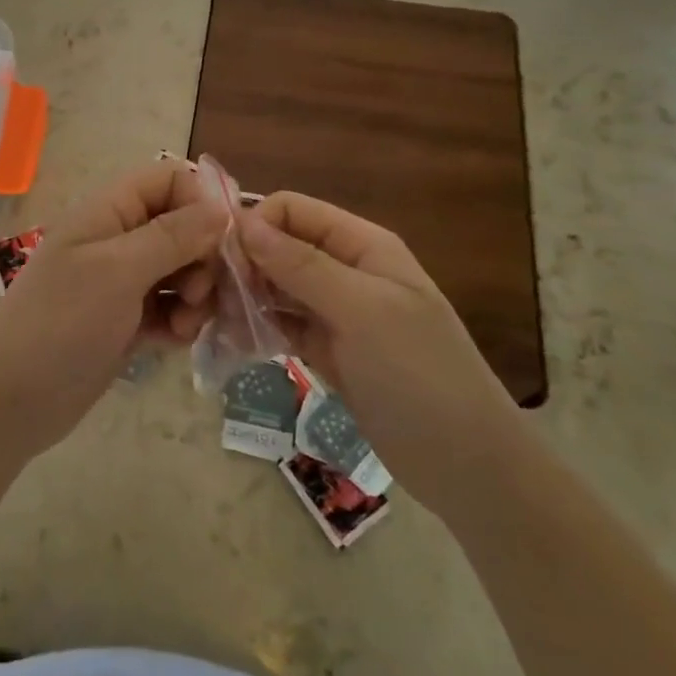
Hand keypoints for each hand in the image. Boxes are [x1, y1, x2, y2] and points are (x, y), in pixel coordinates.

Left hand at [0, 162, 226, 464]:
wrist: (12, 399)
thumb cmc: (62, 322)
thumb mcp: (119, 271)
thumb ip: (172, 236)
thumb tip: (220, 208)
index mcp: (108, 211)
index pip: (169, 179)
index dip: (200, 202)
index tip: (221, 242)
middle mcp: (117, 238)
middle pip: (183, 226)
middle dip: (203, 258)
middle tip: (198, 293)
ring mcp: (122, 281)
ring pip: (182, 269)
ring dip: (196, 295)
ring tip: (185, 325)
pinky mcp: (126, 320)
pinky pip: (170, 307)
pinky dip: (180, 321)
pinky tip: (175, 342)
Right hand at [240, 194, 521, 519]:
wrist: (466, 464)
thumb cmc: (418, 374)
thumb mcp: (361, 311)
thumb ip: (301, 265)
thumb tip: (243, 222)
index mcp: (362, 245)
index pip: (293, 210)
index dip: (255, 225)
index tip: (219, 258)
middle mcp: (346, 269)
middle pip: (280, 246)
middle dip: (244, 262)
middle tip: (209, 296)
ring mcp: (336, 312)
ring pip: (276, 285)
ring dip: (245, 295)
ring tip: (215, 319)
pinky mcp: (327, 349)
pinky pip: (282, 323)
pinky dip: (258, 325)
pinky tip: (234, 338)